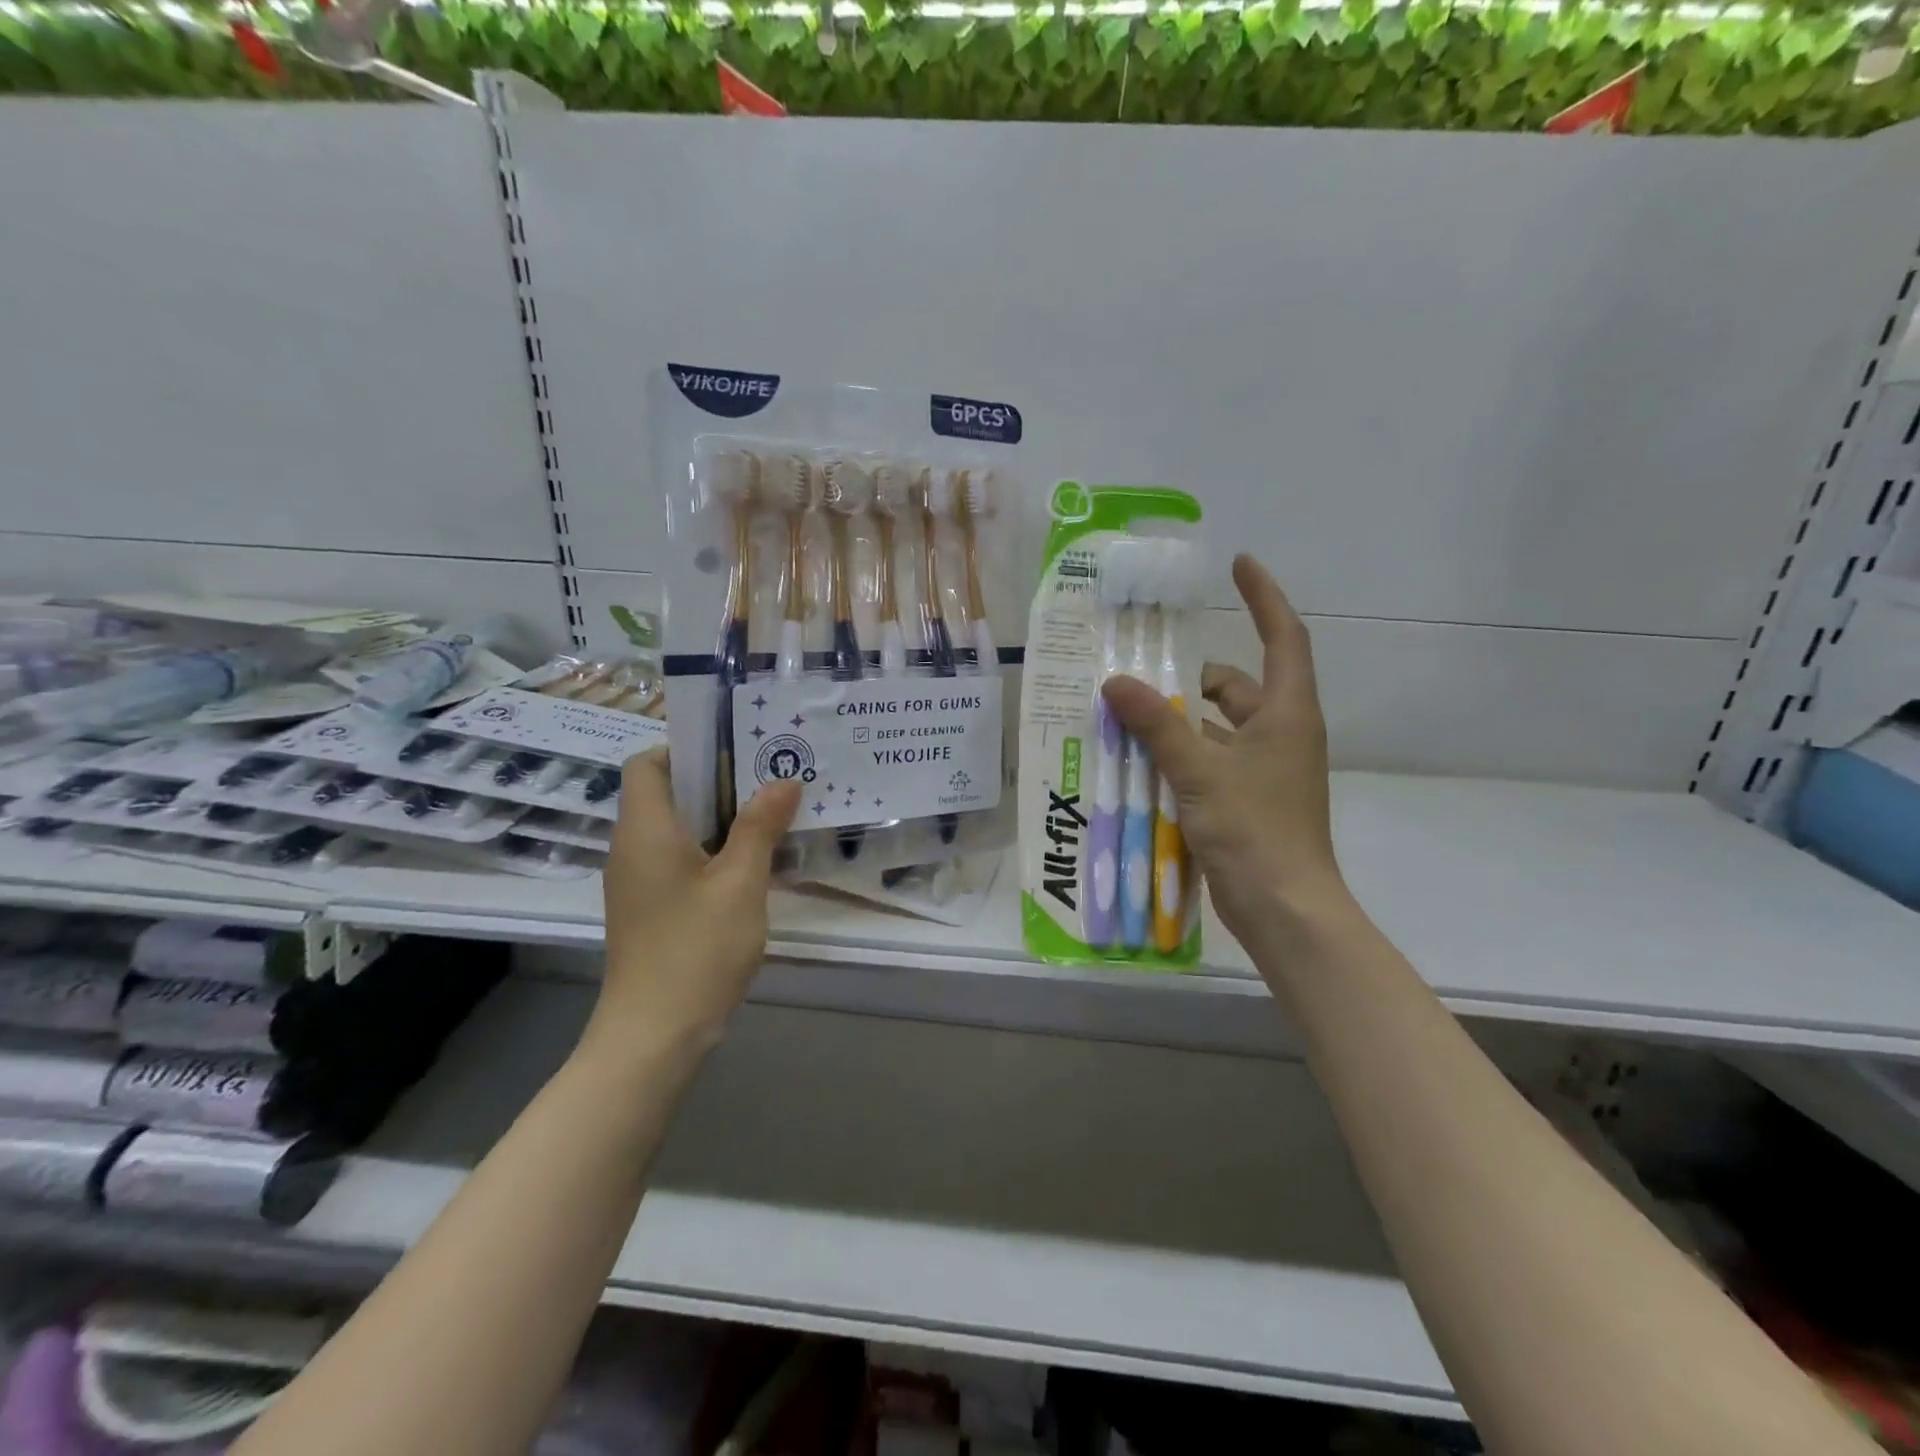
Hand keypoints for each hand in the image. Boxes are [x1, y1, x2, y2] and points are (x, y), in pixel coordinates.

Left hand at [587, 750, 800, 1060]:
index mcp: (645, 829)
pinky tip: (755, 861)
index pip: (647, 762)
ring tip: (773, 812)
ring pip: (677, 828)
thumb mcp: (740, 882)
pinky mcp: (651, 907)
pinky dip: (714, 849)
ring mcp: (639, 880)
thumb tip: (784, 780)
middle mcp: (633, 847)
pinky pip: (680, 858)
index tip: (736, 751)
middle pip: (666, 792)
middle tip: (771, 777)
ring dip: (721, 817)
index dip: (686, 748)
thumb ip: (760, 826)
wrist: (655, 1035)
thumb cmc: (696, 949)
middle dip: (718, 781)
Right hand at [1102, 554, 1349, 947]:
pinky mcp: (1246, 799)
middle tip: (1138, 671)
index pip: (1283, 637)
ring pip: (1215, 728)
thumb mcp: (1199, 771)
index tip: (1239, 564)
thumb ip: (1157, 724)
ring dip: (1177, 722)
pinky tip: (1137, 763)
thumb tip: (1115, 681)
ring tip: (1125, 718)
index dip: (1264, 597)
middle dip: (1190, 678)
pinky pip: (1207, 761)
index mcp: (1287, 713)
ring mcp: (1264, 769)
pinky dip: (1178, 757)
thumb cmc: (1255, 830)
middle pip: (1235, 686)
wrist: (1284, 909)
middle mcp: (1280, 734)